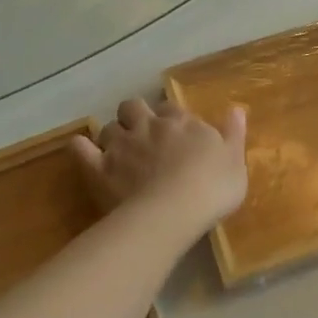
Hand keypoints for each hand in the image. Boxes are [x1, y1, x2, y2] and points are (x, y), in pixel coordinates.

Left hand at [73, 97, 248, 231]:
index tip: (173, 130)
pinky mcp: (98, 168)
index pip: (171, 108)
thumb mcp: (235, 161)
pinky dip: (80, 147)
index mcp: (181, 123)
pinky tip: (83, 151)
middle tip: (141, 134)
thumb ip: (233, 133)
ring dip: (112, 134)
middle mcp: (148, 127)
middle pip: (133, 107)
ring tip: (117, 150)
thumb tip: (237, 109)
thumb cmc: (212, 187)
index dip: (169, 117)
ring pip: (108, 127)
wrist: (175, 210)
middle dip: (134, 115)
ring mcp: (121, 146)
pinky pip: (81, 149)